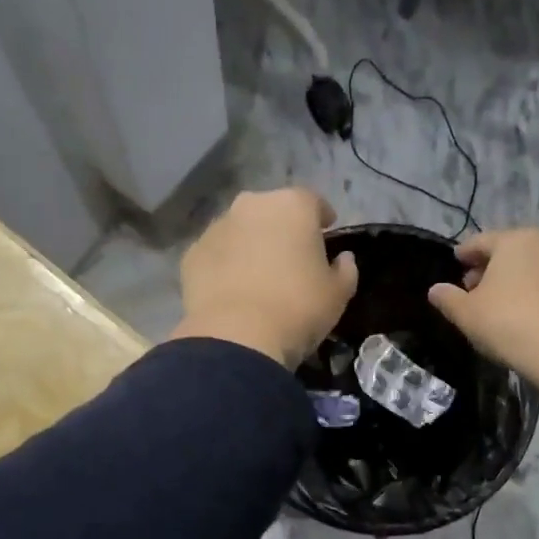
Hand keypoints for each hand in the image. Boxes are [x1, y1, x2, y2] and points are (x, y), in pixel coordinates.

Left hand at [171, 189, 358, 367]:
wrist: (237, 337)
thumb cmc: (298, 308)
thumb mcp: (338, 294)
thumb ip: (346, 269)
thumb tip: (343, 258)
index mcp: (292, 205)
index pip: (313, 202)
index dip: (321, 219)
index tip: (326, 234)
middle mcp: (251, 205)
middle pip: (272, 211)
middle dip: (282, 228)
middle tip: (290, 258)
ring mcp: (217, 227)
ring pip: (240, 230)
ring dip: (250, 245)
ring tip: (258, 276)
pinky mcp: (192, 253)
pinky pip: (217, 254)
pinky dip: (225, 264)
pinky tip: (232, 290)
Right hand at [427, 229, 538, 379]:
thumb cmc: (509, 323)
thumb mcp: (467, 313)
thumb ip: (448, 298)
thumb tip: (435, 290)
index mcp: (514, 240)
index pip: (481, 241)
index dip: (464, 253)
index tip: (455, 263)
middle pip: (509, 251)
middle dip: (489, 267)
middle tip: (473, 288)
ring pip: (532, 266)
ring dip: (514, 280)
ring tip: (499, 303)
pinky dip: (534, 291)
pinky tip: (525, 313)